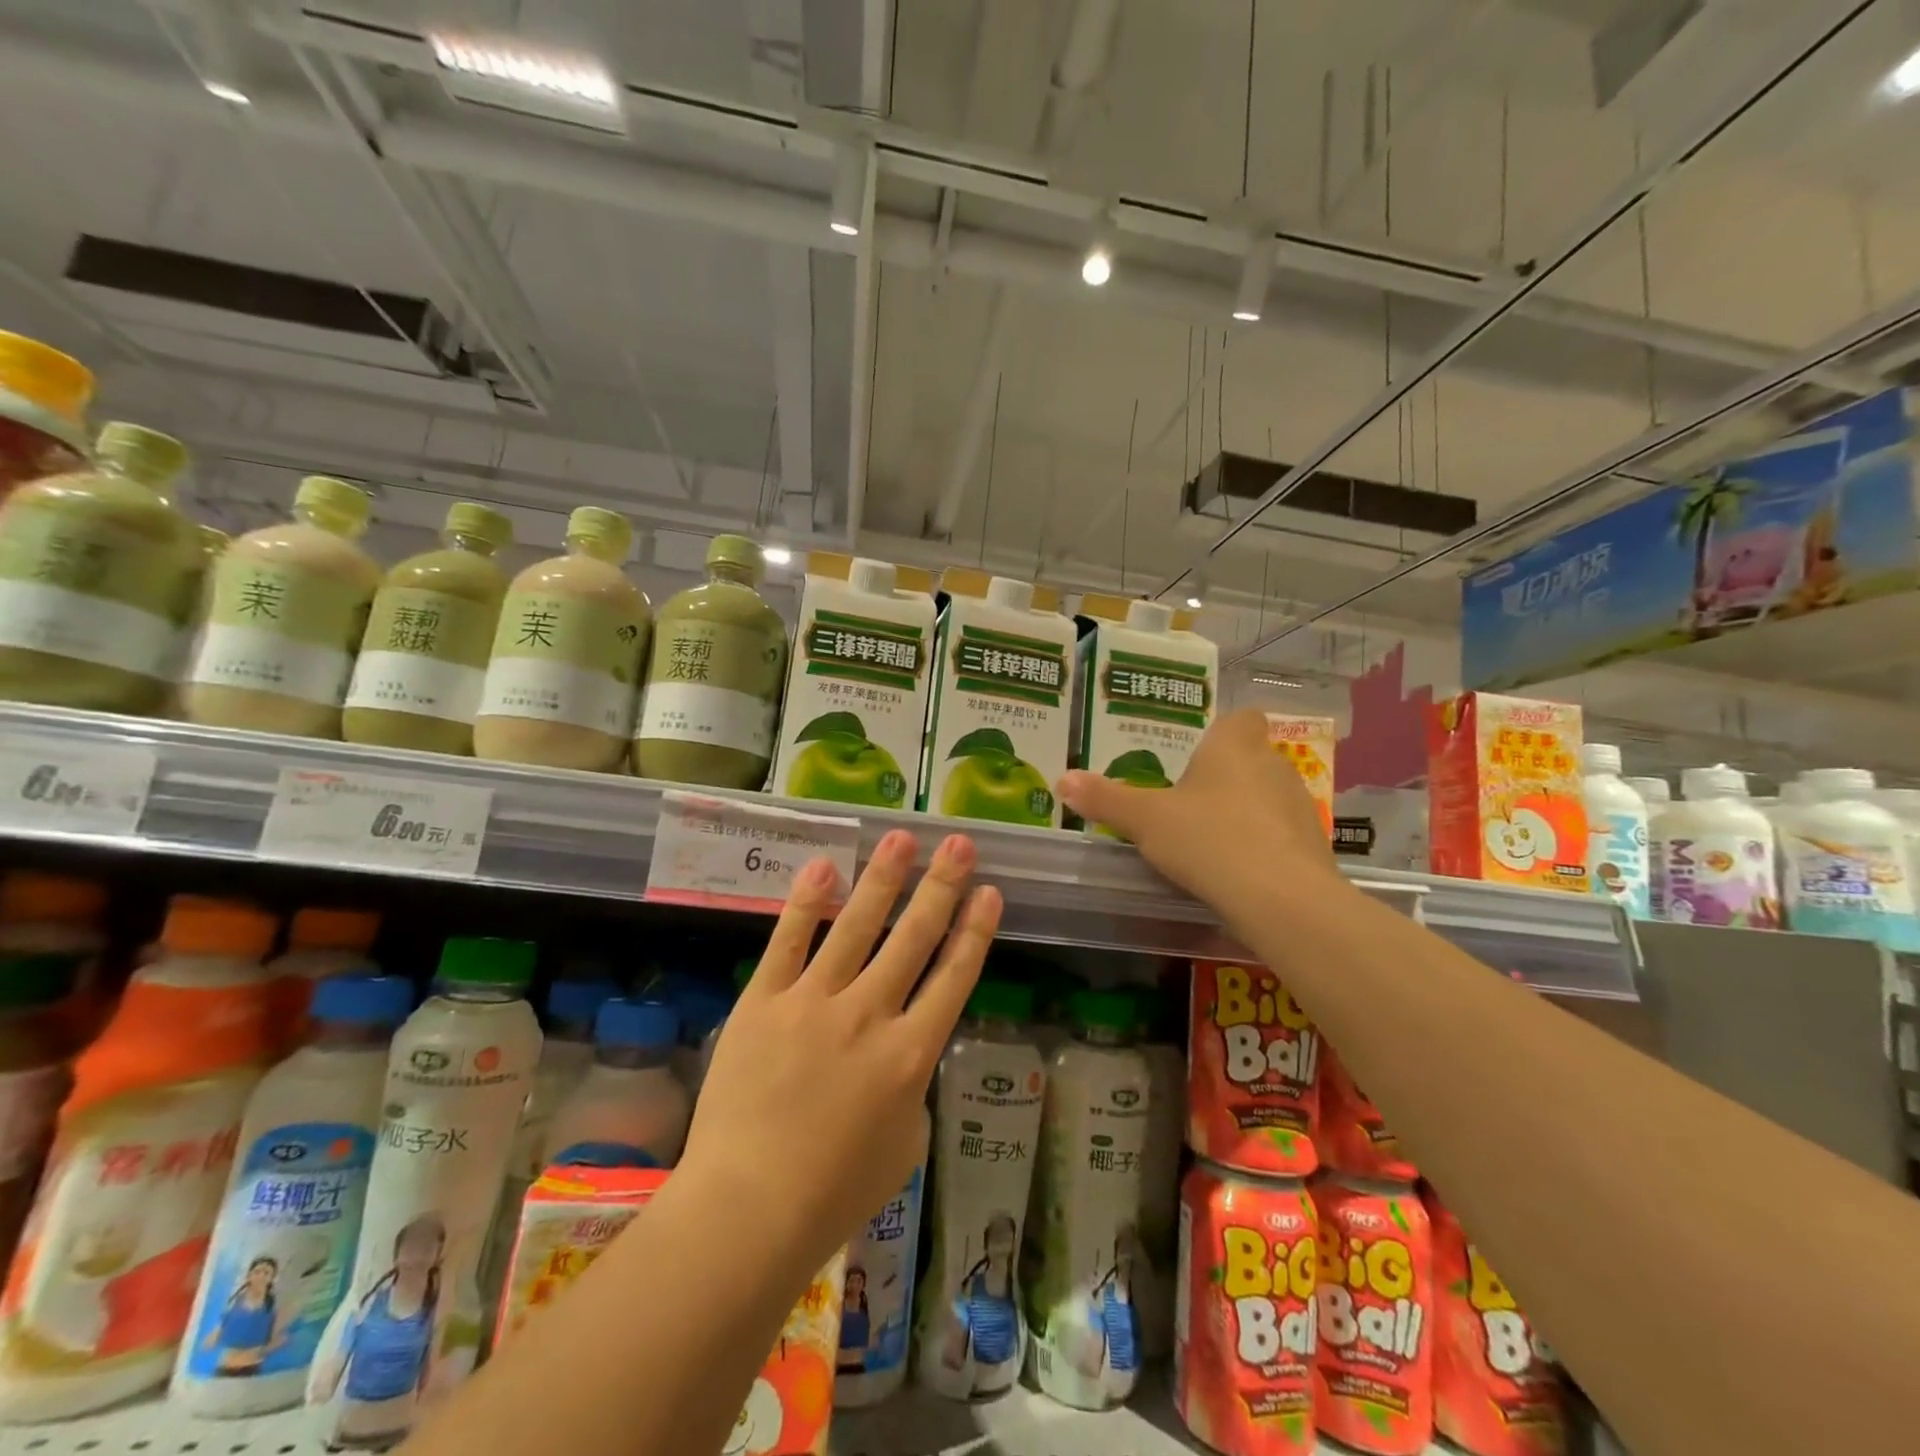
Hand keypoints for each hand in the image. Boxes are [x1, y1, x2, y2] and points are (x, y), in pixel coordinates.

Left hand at [680, 830, 1001, 1273]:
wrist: (747, 1209)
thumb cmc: (834, 1193)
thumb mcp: (904, 1146)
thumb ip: (911, 1087)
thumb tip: (902, 1049)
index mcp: (910, 1054)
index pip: (954, 977)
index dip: (975, 930)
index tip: (989, 891)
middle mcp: (869, 1015)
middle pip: (913, 938)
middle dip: (941, 885)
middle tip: (959, 842)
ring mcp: (813, 1002)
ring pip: (856, 926)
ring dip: (882, 878)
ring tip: (901, 836)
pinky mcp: (764, 1000)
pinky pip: (788, 941)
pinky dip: (806, 903)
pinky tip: (823, 867)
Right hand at [1054, 707, 1343, 913]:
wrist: (1281, 900)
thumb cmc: (1208, 840)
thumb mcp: (1145, 820)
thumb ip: (1105, 798)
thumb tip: (1062, 779)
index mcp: (1234, 747)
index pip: (1241, 718)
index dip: (1222, 731)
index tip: (1197, 755)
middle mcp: (1273, 766)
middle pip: (1250, 759)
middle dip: (1224, 777)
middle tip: (1188, 804)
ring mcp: (1299, 805)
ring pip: (1268, 797)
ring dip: (1245, 812)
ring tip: (1210, 841)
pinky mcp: (1314, 845)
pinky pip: (1281, 835)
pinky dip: (1263, 846)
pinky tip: (1238, 871)